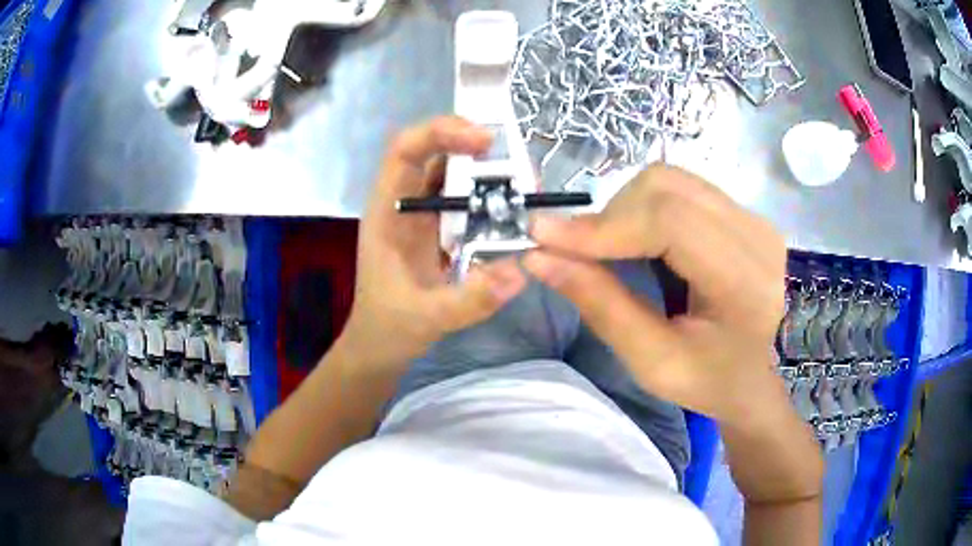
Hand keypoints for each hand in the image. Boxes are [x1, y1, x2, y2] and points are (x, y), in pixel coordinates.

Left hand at [341, 117, 526, 366]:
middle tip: (519, 163)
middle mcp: (403, 204)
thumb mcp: (426, 317)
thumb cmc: (389, 328)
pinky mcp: (438, 230)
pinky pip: (464, 200)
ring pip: (452, 174)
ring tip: (525, 181)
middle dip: (475, 148)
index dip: (441, 133)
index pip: (405, 151)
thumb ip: (468, 299)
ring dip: (487, 171)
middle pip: (434, 154)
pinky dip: (489, 197)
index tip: (484, 140)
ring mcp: (421, 215)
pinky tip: (514, 207)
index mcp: (387, 211)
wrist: (380, 347)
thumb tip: (519, 271)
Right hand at [524, 163, 787, 425]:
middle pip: (667, 188)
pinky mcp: (744, 213)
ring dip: (626, 209)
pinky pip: (683, 190)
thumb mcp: (654, 362)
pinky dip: (646, 208)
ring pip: (671, 181)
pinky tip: (640, 242)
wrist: (761, 377)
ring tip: (610, 250)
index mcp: (745, 284)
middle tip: (580, 254)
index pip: (670, 223)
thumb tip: (541, 257)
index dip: (604, 225)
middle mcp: (757, 236)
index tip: (544, 238)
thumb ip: (601, 306)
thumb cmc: (712, 382)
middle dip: (610, 216)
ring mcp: (754, 218)